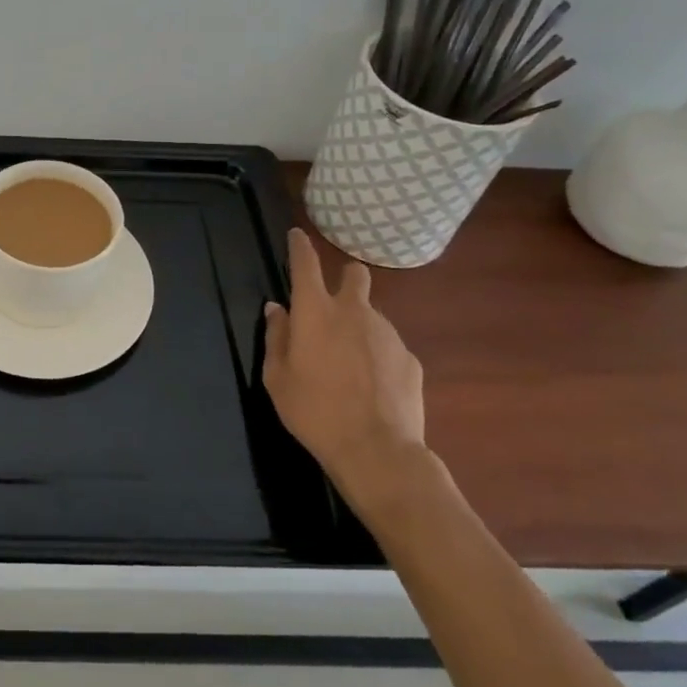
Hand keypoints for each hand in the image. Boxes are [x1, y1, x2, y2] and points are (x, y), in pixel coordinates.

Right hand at [263, 228, 427, 514]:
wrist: (377, 451)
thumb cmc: (314, 411)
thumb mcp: (277, 377)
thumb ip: (276, 337)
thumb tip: (278, 310)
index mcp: (315, 312)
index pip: (306, 263)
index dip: (300, 246)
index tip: (297, 235)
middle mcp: (354, 312)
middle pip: (354, 274)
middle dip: (345, 278)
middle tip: (333, 304)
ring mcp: (388, 334)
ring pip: (372, 314)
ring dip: (359, 326)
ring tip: (349, 366)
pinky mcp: (410, 359)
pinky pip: (389, 347)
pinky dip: (378, 357)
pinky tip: (372, 387)